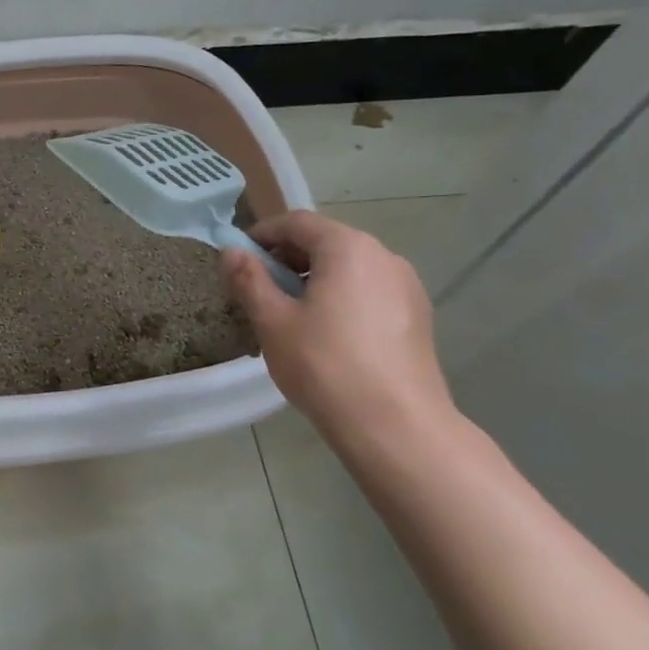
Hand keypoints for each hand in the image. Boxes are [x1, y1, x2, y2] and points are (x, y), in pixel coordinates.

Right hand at [220, 210, 451, 437]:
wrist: (397, 427)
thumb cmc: (325, 366)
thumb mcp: (273, 321)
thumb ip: (249, 279)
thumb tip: (231, 251)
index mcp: (348, 248)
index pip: (297, 222)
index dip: (262, 234)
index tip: (239, 258)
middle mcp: (383, 256)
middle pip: (326, 241)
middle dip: (287, 258)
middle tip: (258, 288)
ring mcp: (406, 286)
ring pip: (349, 268)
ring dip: (314, 278)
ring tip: (289, 314)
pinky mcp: (417, 316)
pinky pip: (369, 291)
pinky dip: (341, 297)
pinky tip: (326, 333)